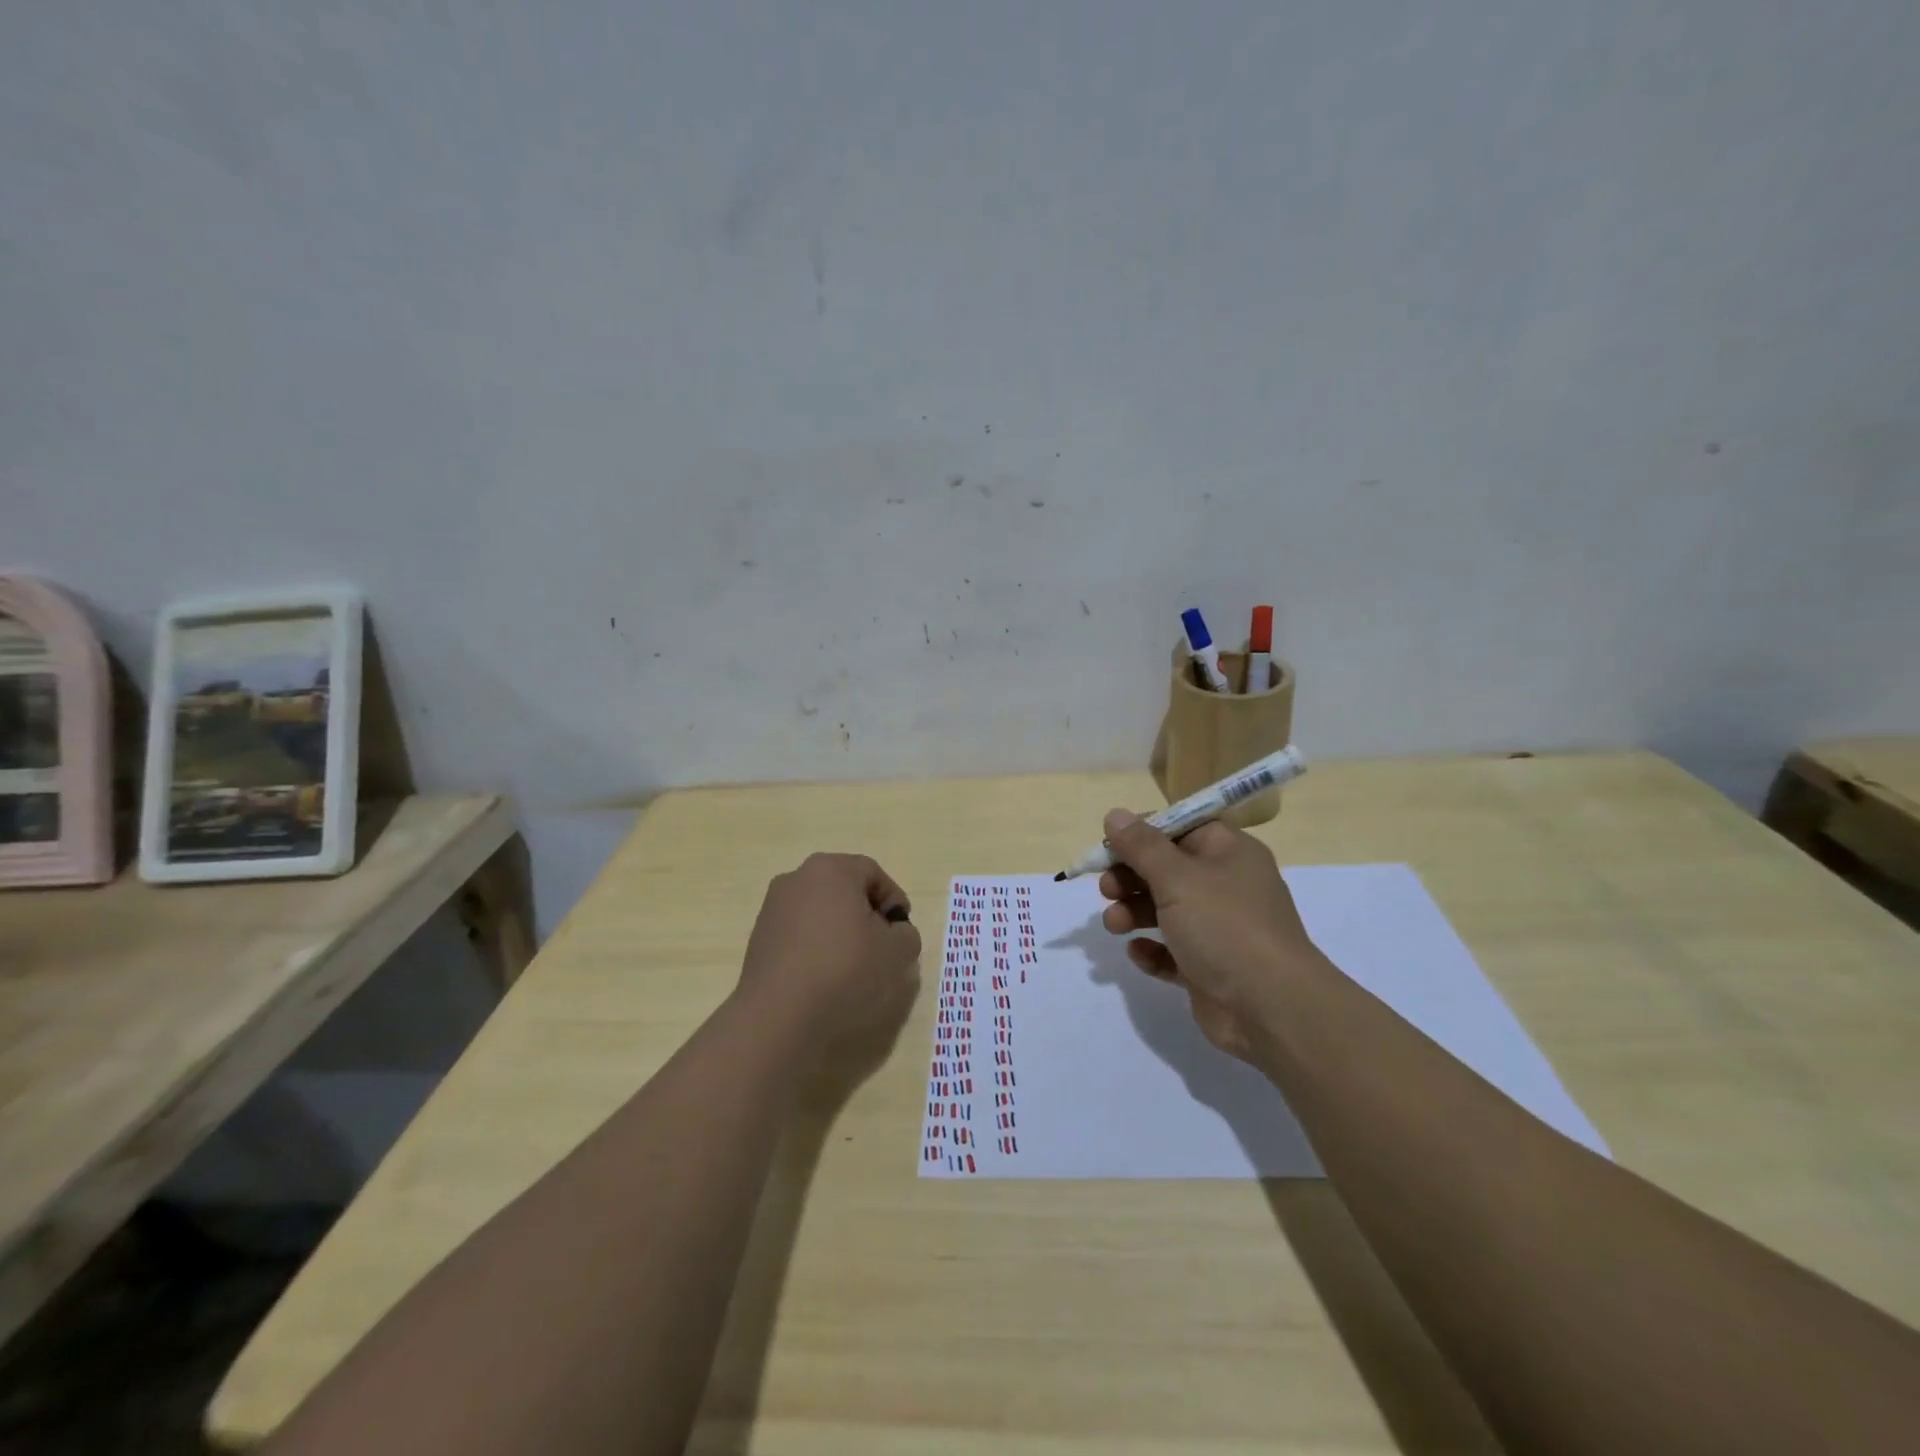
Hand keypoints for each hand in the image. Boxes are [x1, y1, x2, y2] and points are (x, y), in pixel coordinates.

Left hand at [738, 852, 921, 1040]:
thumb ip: (906, 934)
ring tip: (853, 967)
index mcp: (831, 869)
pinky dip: (816, 948)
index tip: (901, 932)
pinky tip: (824, 978)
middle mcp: (797, 878)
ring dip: (839, 932)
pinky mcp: (758, 938)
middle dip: (866, 914)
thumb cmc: (845, 970)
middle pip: (843, 889)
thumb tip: (893, 933)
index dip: (894, 900)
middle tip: (881, 947)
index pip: (873, 874)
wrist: (778, 1015)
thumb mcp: (897, 952)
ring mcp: (773, 908)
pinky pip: (799, 934)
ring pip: (819, 912)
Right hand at [1097, 811, 1320, 1057]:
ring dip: (1133, 913)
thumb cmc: (1224, 926)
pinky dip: (1152, 950)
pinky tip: (1139, 953)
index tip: (1109, 844)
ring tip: (1114, 925)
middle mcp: (1225, 885)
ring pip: (1165, 910)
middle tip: (1106, 889)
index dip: (1143, 832)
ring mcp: (1218, 928)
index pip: (1180, 827)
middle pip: (1167, 869)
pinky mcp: (1209, 967)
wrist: (1271, 1008)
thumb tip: (1114, 814)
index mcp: (1228, 852)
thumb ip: (1141, 846)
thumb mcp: (1177, 877)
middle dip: (1130, 877)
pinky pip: (1171, 951)